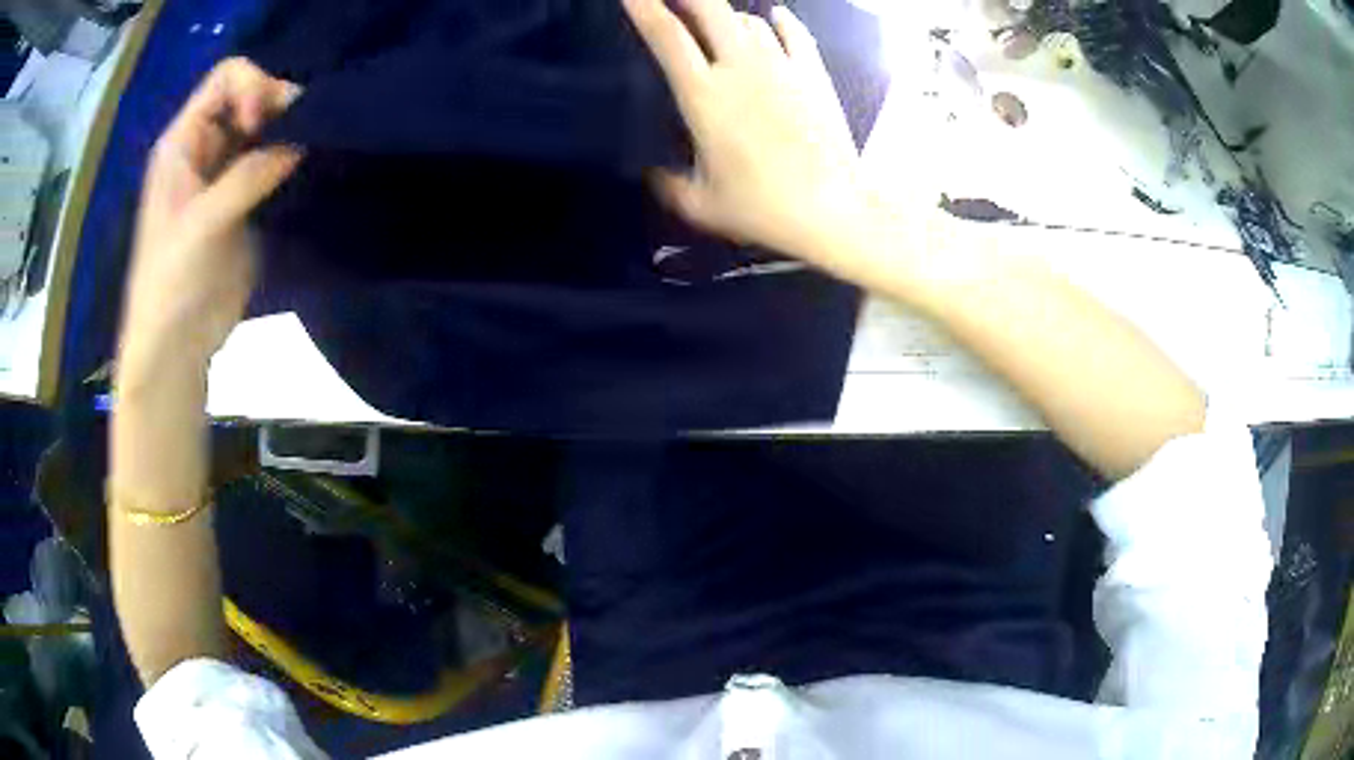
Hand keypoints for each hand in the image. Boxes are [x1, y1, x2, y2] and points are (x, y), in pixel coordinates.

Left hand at [119, 57, 300, 376]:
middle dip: (279, 107)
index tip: (264, 124)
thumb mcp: (203, 224)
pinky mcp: (245, 202)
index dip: (253, 86)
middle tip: (302, 134)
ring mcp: (225, 174)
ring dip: (290, 133)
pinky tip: (308, 169)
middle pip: (251, 96)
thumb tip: (303, 140)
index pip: (226, 79)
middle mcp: (205, 148)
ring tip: (311, 151)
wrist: (175, 346)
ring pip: (266, 128)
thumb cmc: (172, 282)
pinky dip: (293, 160)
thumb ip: (249, 175)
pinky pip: (273, 163)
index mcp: (184, 142)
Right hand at [623, 0, 867, 263]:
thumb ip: (668, 182)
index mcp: (704, 95)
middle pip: (710, 10)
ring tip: (719, 24)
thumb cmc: (761, 208)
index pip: (666, 36)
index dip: (645, 8)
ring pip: (749, 20)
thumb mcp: (699, 204)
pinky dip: (781, 21)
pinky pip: (795, 33)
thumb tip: (652, 171)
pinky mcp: (814, 74)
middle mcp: (741, 68)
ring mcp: (783, 66)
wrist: (832, 210)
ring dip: (728, 17)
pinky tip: (776, 16)